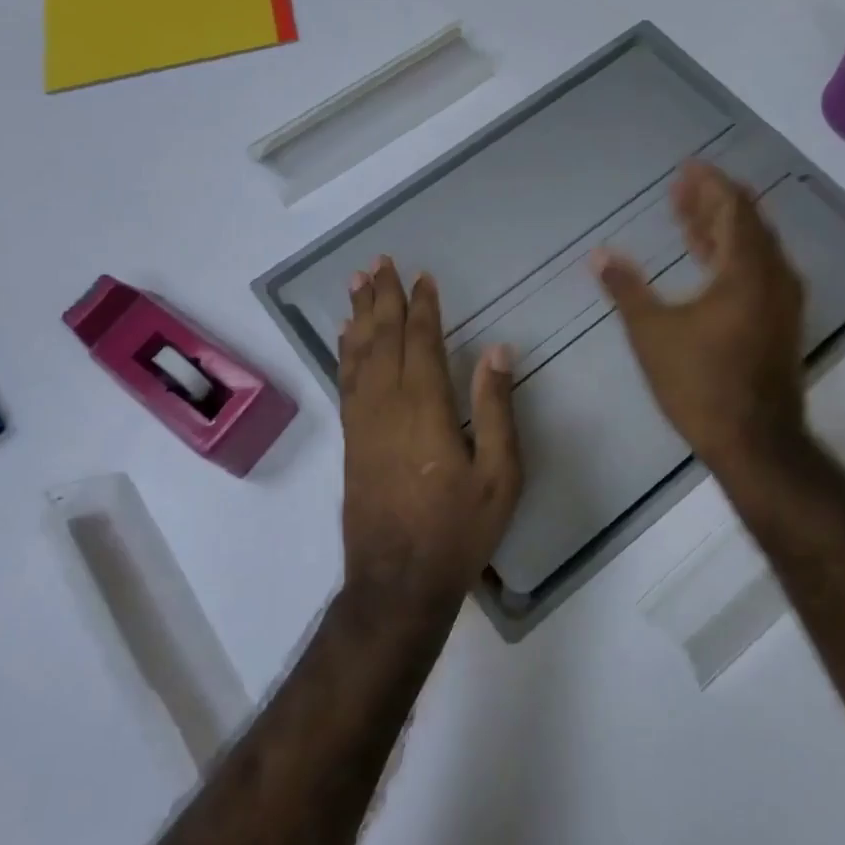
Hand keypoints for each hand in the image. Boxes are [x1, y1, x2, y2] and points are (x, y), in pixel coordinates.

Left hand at [339, 258, 522, 605]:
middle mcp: (387, 404)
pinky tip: (345, 338)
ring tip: (356, 283)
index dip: (422, 306)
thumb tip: (497, 351)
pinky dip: (345, 352)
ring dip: (358, 316)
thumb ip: (496, 409)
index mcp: (426, 408)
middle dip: (382, 297)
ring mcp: (363, 422)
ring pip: (358, 355)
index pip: (422, 341)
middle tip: (380, 262)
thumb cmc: (457, 530)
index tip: (423, 277)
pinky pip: (345, 381)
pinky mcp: (350, 440)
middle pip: (383, 338)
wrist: (397, 582)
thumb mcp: (499, 475)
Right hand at [594, 160, 810, 485]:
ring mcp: (782, 303)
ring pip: (753, 249)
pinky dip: (730, 258)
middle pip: (747, 223)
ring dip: (721, 230)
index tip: (686, 168)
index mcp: (747, 270)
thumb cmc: (700, 383)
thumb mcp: (652, 333)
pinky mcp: (780, 324)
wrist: (755, 442)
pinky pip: (757, 272)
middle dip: (713, 202)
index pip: (732, 208)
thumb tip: (600, 255)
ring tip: (687, 217)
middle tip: (681, 188)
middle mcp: (774, 277)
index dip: (709, 184)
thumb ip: (626, 289)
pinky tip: (707, 264)